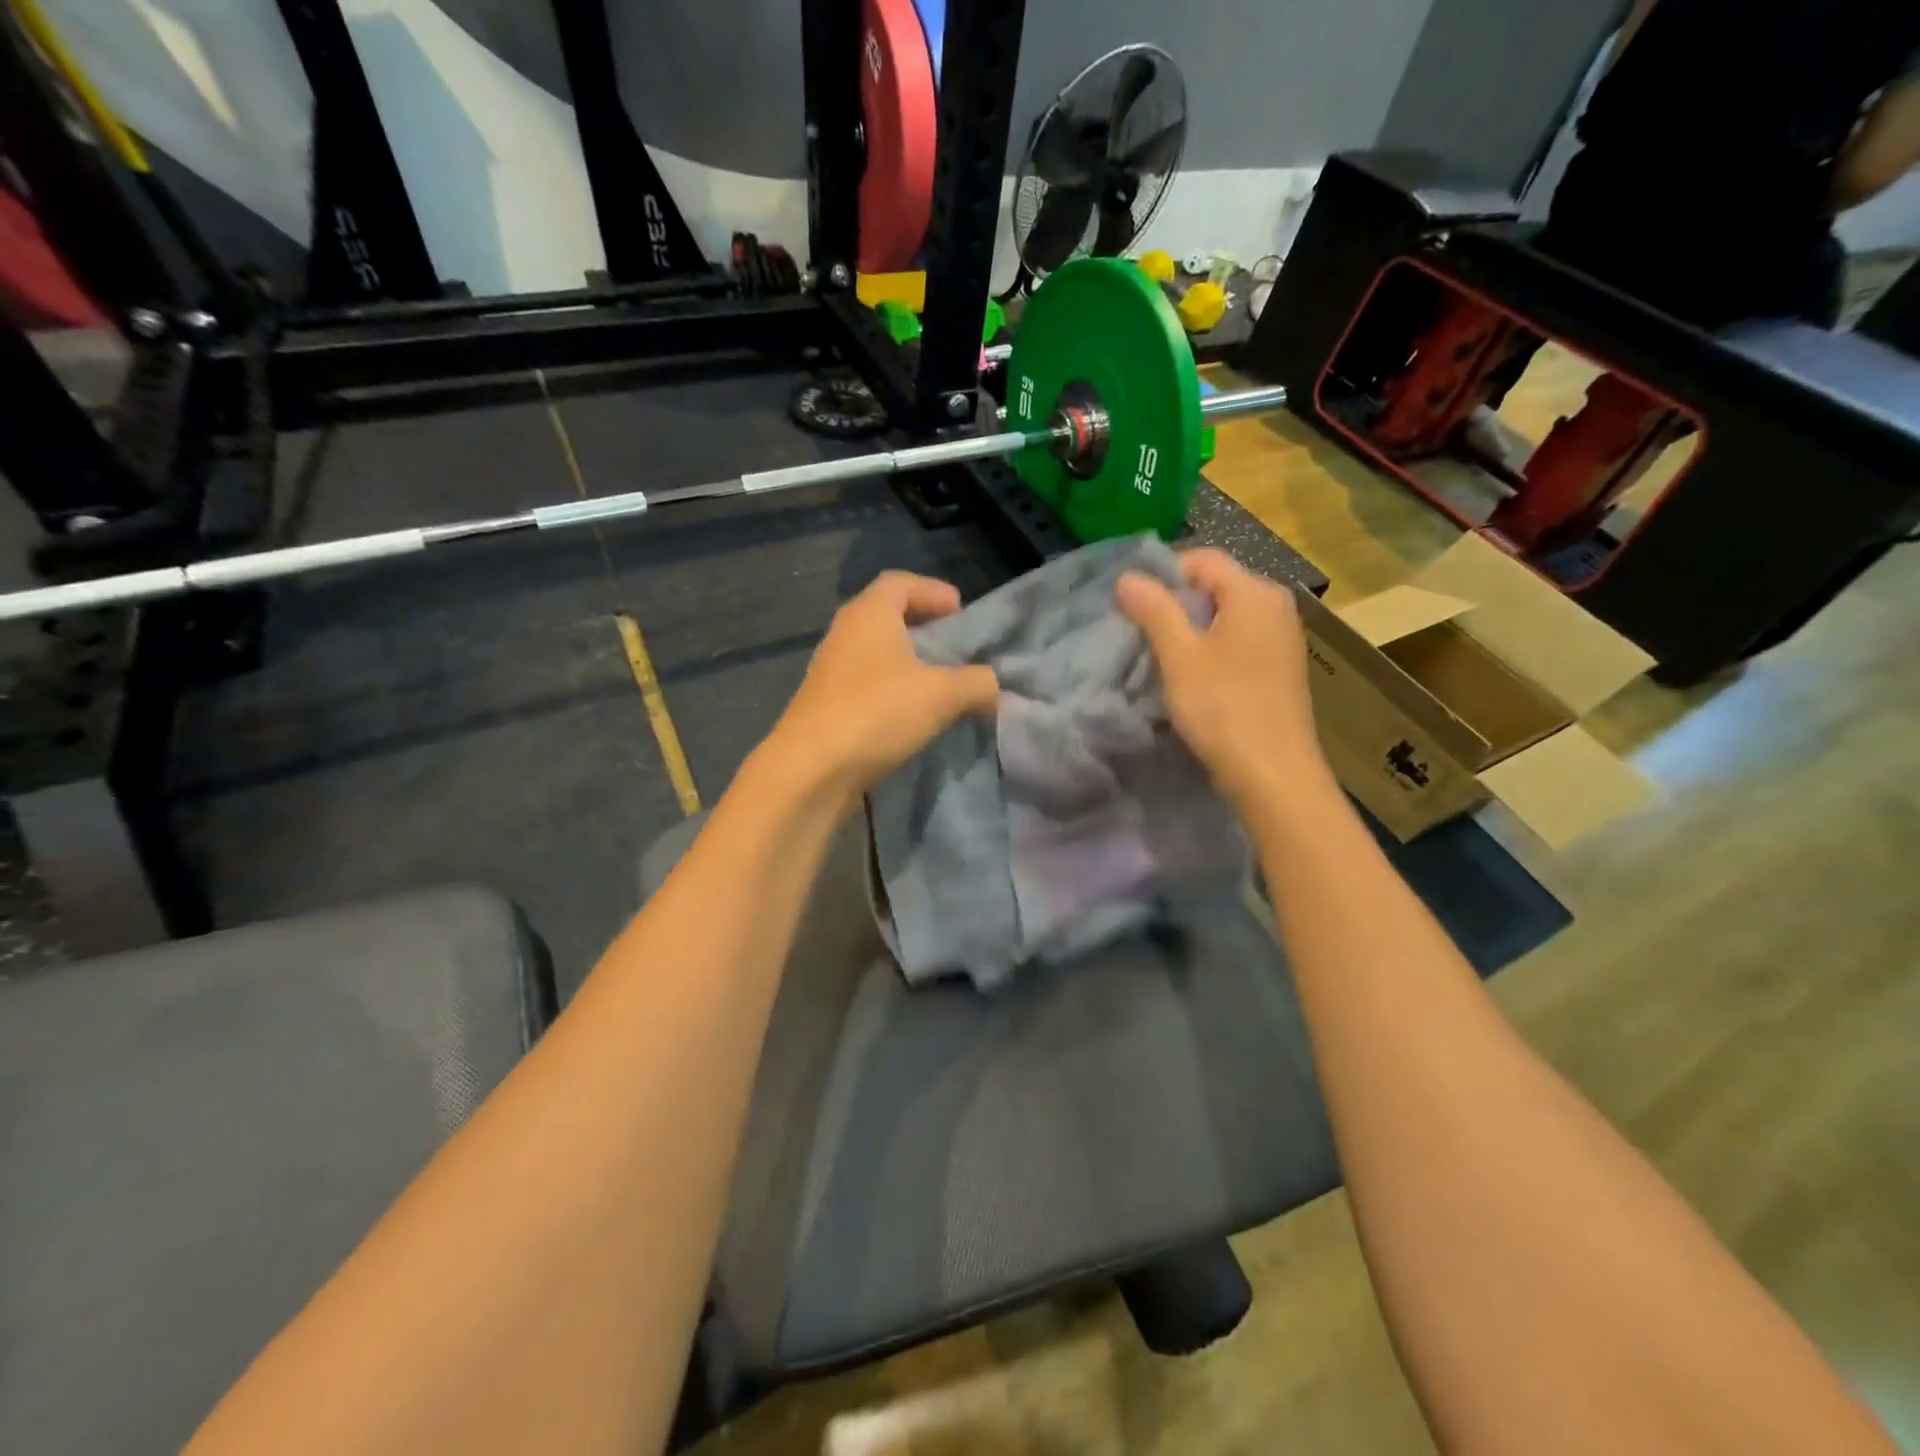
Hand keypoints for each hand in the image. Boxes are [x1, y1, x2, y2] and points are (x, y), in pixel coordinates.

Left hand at [762, 572, 997, 806]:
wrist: (812, 769)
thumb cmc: (878, 712)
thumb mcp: (942, 694)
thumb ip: (977, 683)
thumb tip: (992, 686)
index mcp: (869, 613)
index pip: (901, 582)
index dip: (934, 591)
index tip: (962, 614)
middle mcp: (846, 633)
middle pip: (889, 616)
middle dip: (925, 629)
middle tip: (957, 651)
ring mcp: (832, 671)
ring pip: (878, 654)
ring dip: (910, 665)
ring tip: (942, 687)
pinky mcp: (827, 705)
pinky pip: (868, 685)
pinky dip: (894, 692)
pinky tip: (914, 717)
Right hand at [1116, 549, 1331, 811]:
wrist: (1273, 774)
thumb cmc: (1223, 707)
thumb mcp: (1179, 655)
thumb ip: (1153, 610)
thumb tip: (1127, 577)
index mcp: (1255, 591)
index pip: (1202, 559)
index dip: (1162, 575)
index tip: (1132, 606)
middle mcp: (1276, 605)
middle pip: (1215, 586)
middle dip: (1174, 604)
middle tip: (1141, 634)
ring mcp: (1282, 637)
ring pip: (1225, 616)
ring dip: (1191, 630)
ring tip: (1163, 659)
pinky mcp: (1280, 667)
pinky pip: (1238, 641)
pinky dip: (1212, 650)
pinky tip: (1194, 679)